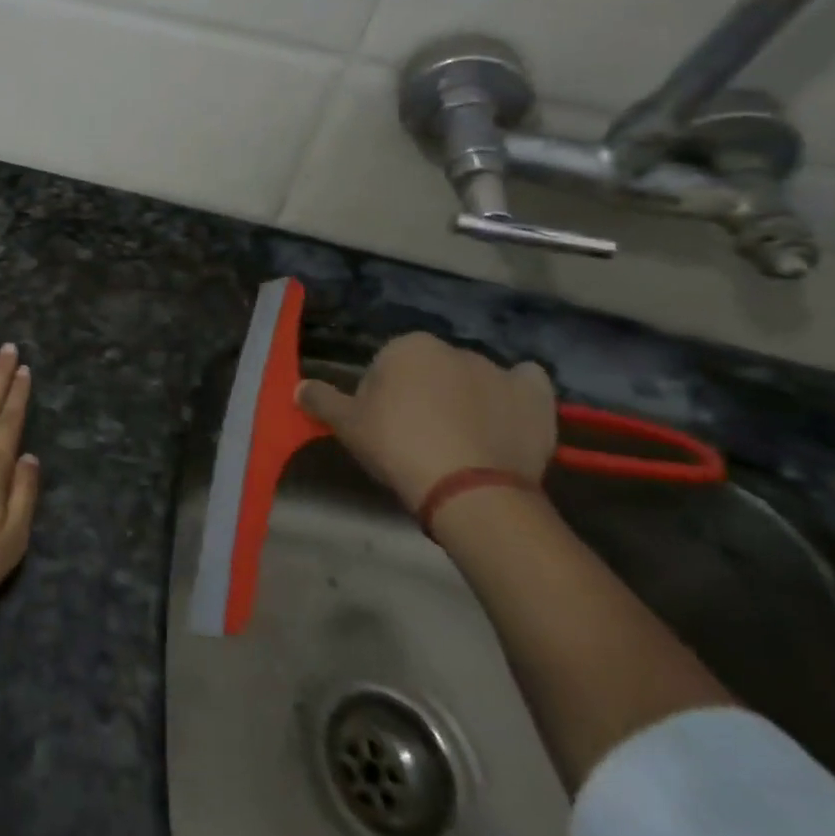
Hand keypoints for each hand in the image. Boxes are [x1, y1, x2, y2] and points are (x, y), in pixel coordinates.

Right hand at [296, 332, 555, 512]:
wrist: (468, 489)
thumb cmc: (398, 447)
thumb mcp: (347, 426)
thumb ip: (321, 401)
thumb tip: (298, 387)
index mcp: (408, 346)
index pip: (386, 366)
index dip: (381, 397)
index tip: (382, 428)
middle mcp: (454, 349)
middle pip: (430, 370)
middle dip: (424, 394)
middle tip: (417, 437)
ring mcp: (499, 371)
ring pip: (474, 380)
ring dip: (467, 399)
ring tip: (462, 443)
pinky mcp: (536, 397)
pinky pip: (525, 386)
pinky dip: (516, 396)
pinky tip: (506, 419)